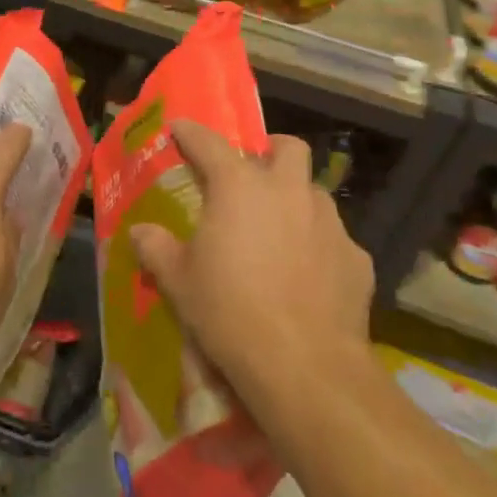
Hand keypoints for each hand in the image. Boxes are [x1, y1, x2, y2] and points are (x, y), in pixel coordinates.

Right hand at [131, 120, 374, 401]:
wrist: (305, 367)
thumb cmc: (230, 312)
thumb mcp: (178, 282)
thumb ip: (156, 248)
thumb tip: (139, 232)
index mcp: (239, 186)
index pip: (210, 142)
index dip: (191, 133)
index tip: (180, 129)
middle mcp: (288, 191)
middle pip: (288, 148)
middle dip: (270, 150)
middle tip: (252, 173)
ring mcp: (329, 223)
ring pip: (314, 193)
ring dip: (296, 199)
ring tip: (279, 229)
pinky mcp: (357, 259)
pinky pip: (335, 239)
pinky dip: (319, 246)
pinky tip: (308, 275)